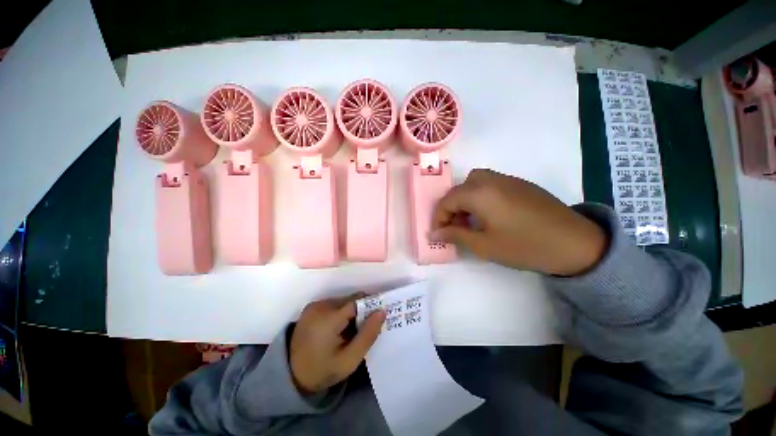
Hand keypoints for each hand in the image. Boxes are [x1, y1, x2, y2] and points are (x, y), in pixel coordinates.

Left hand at [289, 293, 385, 394]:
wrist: (291, 376)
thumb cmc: (322, 370)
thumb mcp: (349, 360)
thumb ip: (367, 335)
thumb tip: (382, 311)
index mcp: (329, 318)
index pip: (357, 302)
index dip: (370, 308)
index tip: (377, 319)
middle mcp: (320, 305)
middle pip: (350, 300)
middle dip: (360, 312)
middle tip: (362, 330)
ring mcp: (314, 305)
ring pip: (343, 301)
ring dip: (350, 313)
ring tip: (349, 332)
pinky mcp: (311, 307)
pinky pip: (334, 304)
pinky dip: (340, 313)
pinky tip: (338, 329)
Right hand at [430, 169, 607, 275]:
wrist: (575, 243)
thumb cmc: (524, 246)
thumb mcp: (484, 245)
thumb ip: (455, 235)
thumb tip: (435, 233)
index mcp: (479, 193)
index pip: (447, 201)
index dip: (438, 218)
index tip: (438, 234)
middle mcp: (490, 180)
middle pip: (459, 189)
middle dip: (451, 208)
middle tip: (454, 227)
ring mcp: (506, 179)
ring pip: (473, 183)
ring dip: (465, 199)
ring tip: (470, 219)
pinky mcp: (519, 183)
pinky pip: (489, 184)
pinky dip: (480, 196)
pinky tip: (489, 214)